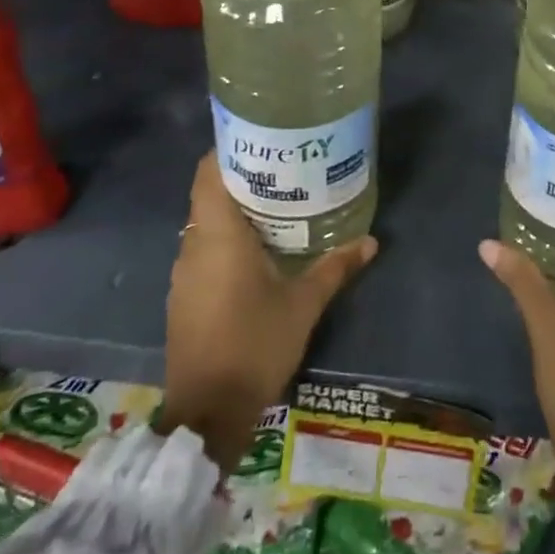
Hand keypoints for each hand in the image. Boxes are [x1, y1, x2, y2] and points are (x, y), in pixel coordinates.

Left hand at [160, 151, 377, 468]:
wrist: (208, 413)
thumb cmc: (255, 345)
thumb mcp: (303, 304)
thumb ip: (335, 267)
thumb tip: (370, 240)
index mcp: (217, 235)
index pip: (208, 172)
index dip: (229, 149)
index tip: (262, 140)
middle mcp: (193, 246)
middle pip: (210, 194)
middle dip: (243, 178)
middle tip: (285, 169)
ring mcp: (184, 273)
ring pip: (206, 224)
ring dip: (235, 211)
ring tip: (278, 203)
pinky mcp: (184, 296)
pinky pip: (204, 251)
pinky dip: (227, 240)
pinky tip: (258, 250)